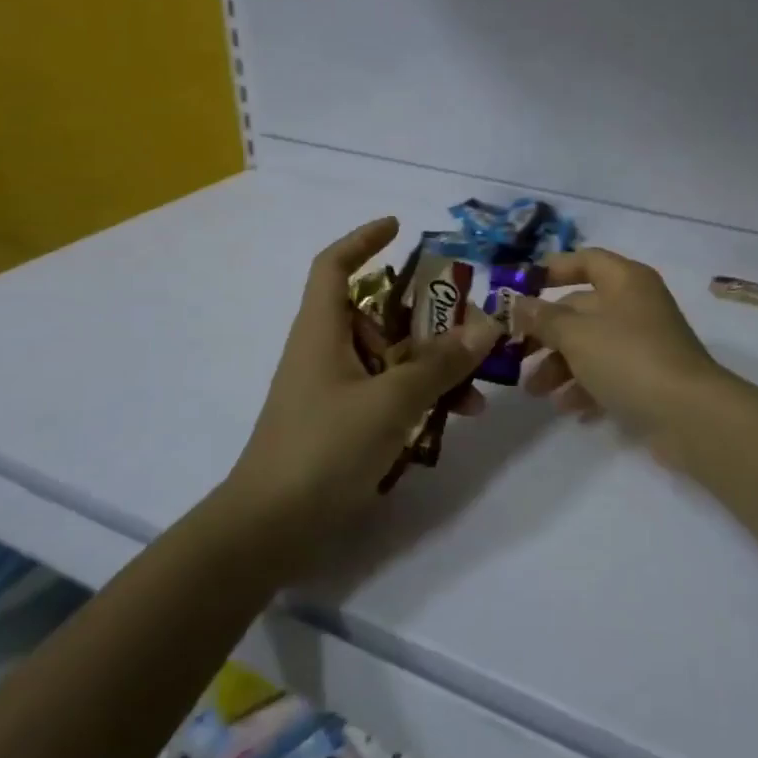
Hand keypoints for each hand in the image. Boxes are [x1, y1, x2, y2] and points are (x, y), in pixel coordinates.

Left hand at [227, 218, 500, 536]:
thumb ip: (440, 363)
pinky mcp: (342, 424)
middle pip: (377, 313)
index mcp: (322, 330)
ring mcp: (334, 390)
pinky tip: (456, 417)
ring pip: (390, 358)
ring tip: (476, 388)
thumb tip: (487, 324)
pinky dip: (420, 397)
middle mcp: (326, 351)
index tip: (399, 227)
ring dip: (432, 365)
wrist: (270, 529)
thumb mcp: (390, 401)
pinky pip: (388, 393)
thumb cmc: (323, 448)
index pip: (334, 265)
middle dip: (426, 316)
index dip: (363, 240)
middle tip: (470, 323)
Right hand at [514, 248, 731, 447]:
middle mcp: (636, 305)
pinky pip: (608, 374)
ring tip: (535, 391)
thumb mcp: (576, 334)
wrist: (689, 415)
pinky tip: (567, 408)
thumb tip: (518, 303)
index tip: (519, 288)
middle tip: (515, 353)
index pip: (585, 260)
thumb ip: (543, 317)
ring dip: (559, 366)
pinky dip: (585, 387)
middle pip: (581, 308)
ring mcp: (644, 342)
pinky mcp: (648, 377)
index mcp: (625, 280)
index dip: (552, 269)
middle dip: (546, 332)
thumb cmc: (628, 358)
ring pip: (591, 345)